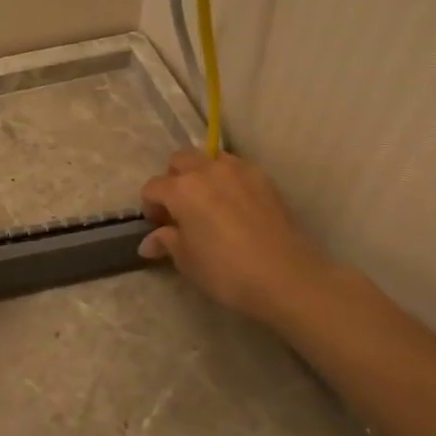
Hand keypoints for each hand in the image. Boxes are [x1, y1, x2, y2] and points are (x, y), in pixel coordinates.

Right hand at [139, 149, 327, 325]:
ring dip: (201, 174)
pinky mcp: (263, 178)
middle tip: (180, 209)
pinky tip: (234, 205)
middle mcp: (207, 170)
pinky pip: (236, 168)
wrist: (286, 277)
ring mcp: (238, 170)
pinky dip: (228, 179)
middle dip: (173, 180)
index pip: (153, 188)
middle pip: (179, 161)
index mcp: (181, 190)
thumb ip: (167, 242)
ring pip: (209, 158)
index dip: (150, 207)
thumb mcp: (188, 261)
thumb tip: (149, 241)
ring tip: (208, 202)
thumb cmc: (226, 271)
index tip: (159, 227)